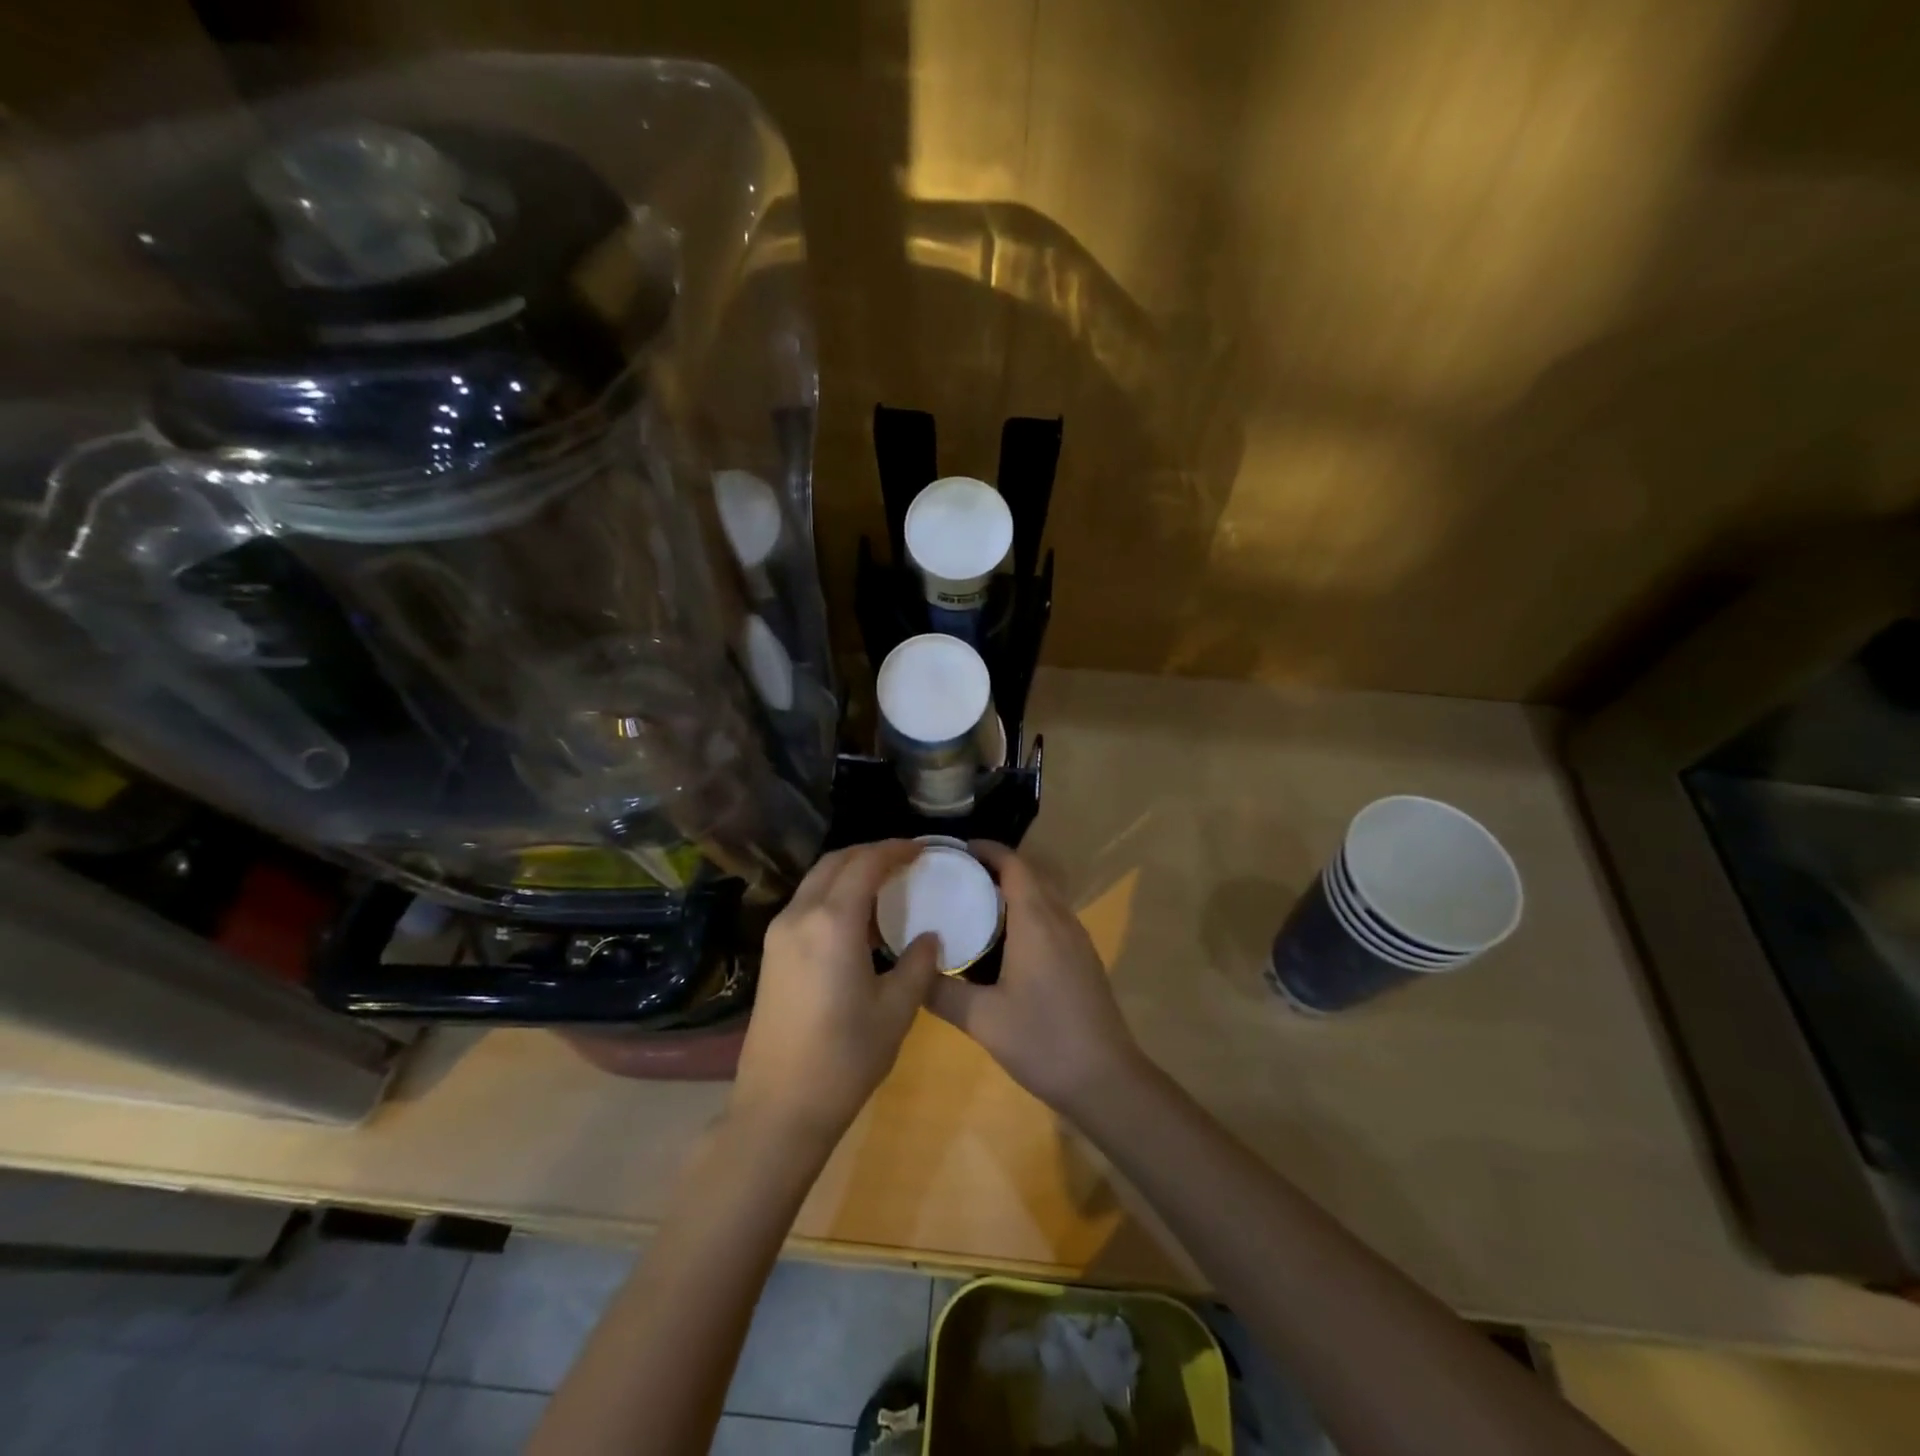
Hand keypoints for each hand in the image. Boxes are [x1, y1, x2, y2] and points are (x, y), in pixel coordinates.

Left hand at [731, 841, 940, 1144]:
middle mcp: (800, 916)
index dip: (895, 850)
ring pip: (816, 880)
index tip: (922, 849)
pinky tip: (856, 917)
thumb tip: (929, 937)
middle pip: (835, 862)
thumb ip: (917, 964)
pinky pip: (805, 903)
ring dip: (849, 871)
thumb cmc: (845, 1058)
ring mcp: (779, 933)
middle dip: (870, 852)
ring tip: (884, 883)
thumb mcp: (896, 1010)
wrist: (779, 1107)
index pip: (865, 864)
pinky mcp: (771, 954)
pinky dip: (832, 893)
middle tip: (904, 859)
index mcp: (833, 923)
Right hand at [929, 842, 1145, 1117]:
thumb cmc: (1042, 1041)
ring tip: (972, 903)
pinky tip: (1003, 941)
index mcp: (1036, 921)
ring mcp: (1077, 938)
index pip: (1013, 864)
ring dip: (1012, 889)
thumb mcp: (982, 1019)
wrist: (1106, 1079)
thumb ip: (941, 991)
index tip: (953, 851)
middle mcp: (1060, 919)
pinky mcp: (1083, 958)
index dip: (985, 849)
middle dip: (993, 867)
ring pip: (1043, 895)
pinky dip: (1026, 911)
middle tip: (953, 876)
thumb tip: (910, 970)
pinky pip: (1052, 916)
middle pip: (1028, 874)